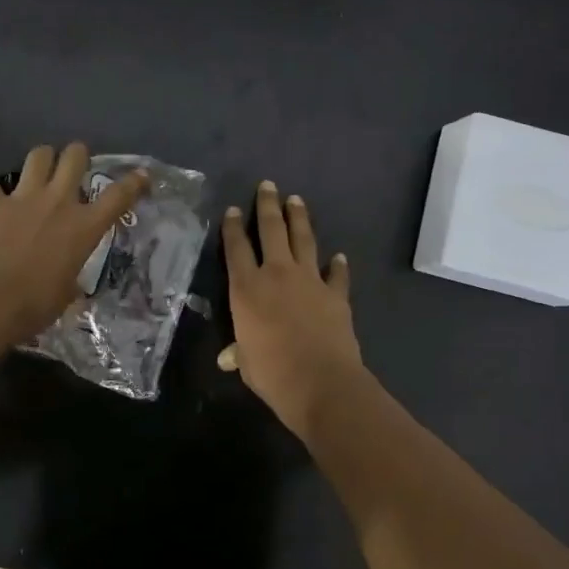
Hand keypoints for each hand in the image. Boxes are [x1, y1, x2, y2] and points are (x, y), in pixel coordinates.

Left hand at [0, 144, 147, 344]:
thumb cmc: (34, 306)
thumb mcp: (65, 295)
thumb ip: (70, 279)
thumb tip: (68, 284)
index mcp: (84, 227)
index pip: (119, 196)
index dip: (134, 182)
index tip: (142, 175)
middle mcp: (58, 202)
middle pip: (75, 157)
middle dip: (77, 155)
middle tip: (74, 166)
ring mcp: (23, 198)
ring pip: (38, 155)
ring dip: (41, 161)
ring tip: (38, 172)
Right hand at [222, 181, 365, 437]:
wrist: (322, 383)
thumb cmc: (273, 374)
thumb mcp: (247, 364)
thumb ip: (240, 352)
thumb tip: (229, 357)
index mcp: (247, 289)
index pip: (236, 249)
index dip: (233, 228)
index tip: (234, 209)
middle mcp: (277, 274)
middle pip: (272, 230)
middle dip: (268, 206)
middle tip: (268, 185)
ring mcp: (310, 281)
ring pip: (303, 240)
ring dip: (299, 218)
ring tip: (296, 200)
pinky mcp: (336, 294)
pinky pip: (337, 274)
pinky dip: (338, 264)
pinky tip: (339, 255)